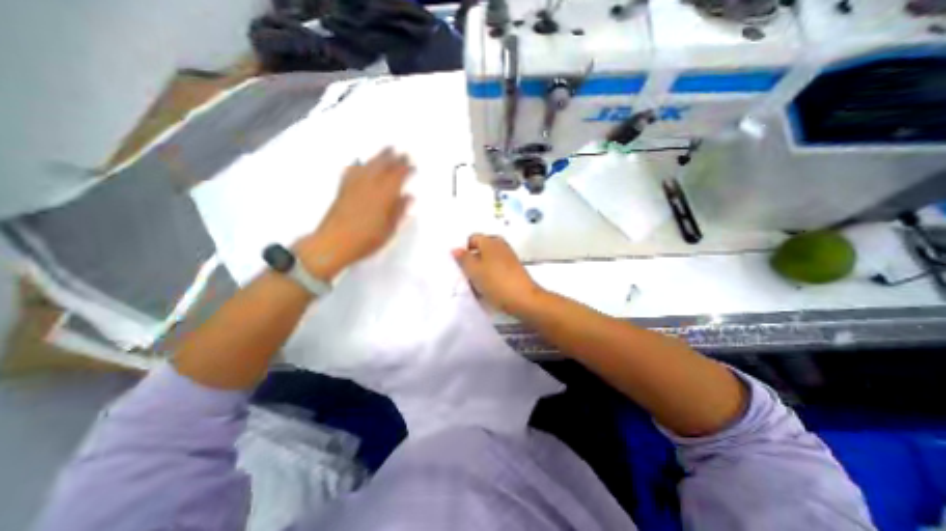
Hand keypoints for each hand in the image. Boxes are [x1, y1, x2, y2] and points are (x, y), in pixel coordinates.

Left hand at [296, 148, 413, 279]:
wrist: (333, 244)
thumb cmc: (366, 241)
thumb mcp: (389, 230)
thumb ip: (399, 211)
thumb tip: (409, 196)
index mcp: (383, 196)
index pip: (397, 177)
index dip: (406, 170)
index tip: (413, 165)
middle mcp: (369, 186)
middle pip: (383, 167)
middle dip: (394, 158)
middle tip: (403, 152)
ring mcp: (354, 186)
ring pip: (368, 165)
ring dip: (379, 157)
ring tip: (387, 150)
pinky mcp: (342, 189)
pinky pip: (351, 171)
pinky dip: (358, 165)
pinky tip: (359, 162)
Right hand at [453, 233, 543, 313]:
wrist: (523, 299)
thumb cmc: (496, 282)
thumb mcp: (474, 271)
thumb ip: (463, 259)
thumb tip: (455, 249)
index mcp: (490, 242)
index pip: (472, 238)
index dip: (464, 249)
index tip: (459, 264)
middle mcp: (501, 245)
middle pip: (481, 248)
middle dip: (472, 259)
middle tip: (466, 272)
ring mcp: (509, 257)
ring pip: (489, 259)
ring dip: (481, 268)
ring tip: (475, 282)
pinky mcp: (514, 269)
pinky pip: (497, 267)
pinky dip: (490, 273)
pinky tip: (487, 286)